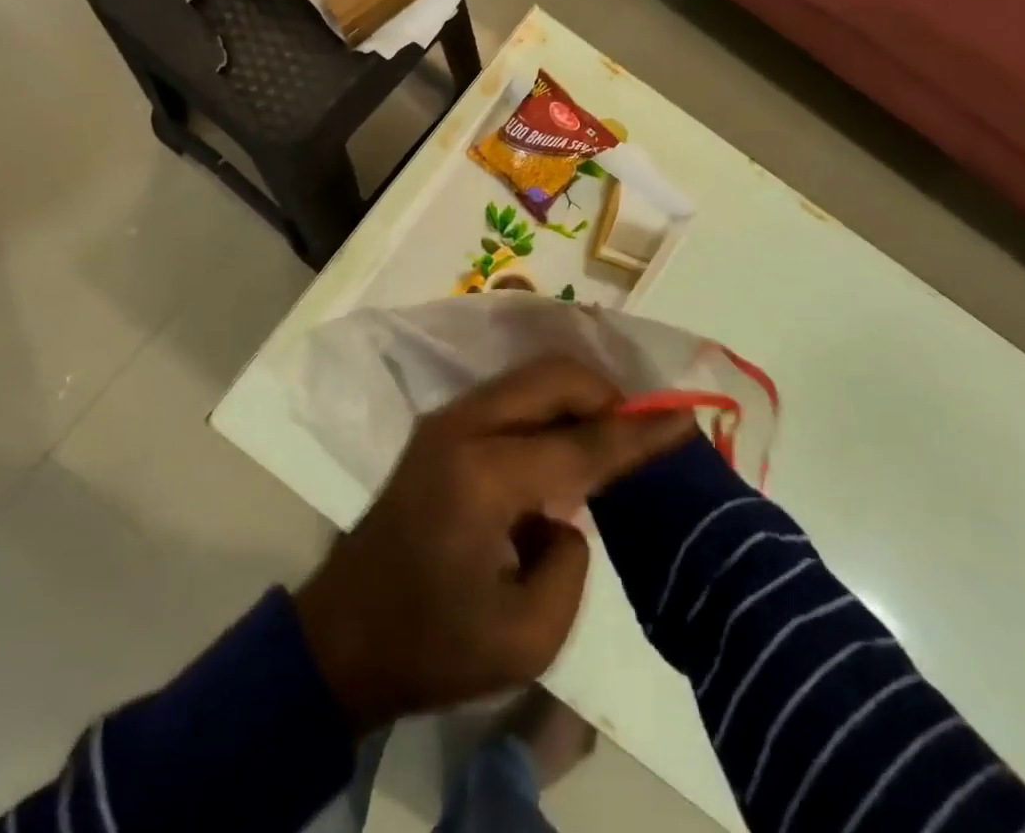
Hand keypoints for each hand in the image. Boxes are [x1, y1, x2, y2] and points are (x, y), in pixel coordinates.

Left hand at [292, 354, 694, 733]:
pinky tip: (565, 446)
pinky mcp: (440, 427)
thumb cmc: (431, 647)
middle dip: (606, 396)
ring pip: (531, 377)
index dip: (639, 434)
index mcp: (482, 478)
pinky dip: (550, 407)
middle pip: (552, 378)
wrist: (339, 639)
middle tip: (641, 433)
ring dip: (577, 397)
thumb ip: (571, 565)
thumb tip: (568, 513)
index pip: (580, 443)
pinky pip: (512, 396)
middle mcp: (463, 428)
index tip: (685, 420)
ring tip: (609, 439)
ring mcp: (446, 420)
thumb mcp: (523, 639)